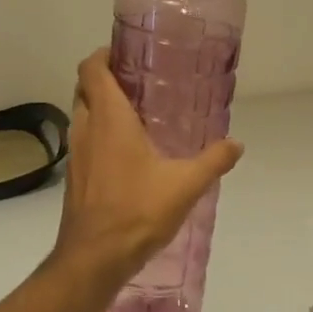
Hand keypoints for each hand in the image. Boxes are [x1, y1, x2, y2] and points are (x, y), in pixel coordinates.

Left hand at [52, 50, 243, 286]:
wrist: (94, 258)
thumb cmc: (137, 212)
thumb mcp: (185, 185)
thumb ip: (213, 161)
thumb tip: (237, 144)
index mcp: (109, 118)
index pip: (92, 68)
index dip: (104, 54)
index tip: (128, 54)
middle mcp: (86, 129)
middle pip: (84, 88)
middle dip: (105, 79)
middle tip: (139, 83)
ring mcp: (76, 155)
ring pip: (82, 116)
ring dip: (101, 108)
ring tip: (137, 115)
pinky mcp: (75, 178)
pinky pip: (85, 142)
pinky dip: (100, 135)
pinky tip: (128, 154)